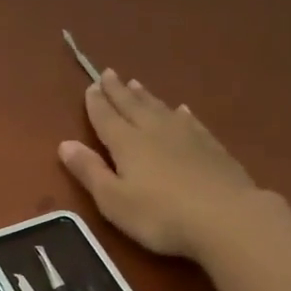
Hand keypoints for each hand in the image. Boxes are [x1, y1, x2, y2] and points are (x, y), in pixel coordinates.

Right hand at [59, 69, 266, 260]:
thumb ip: (90, 171)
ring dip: (146, 97)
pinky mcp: (211, 146)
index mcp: (127, 144)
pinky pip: (189, 121)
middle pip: (133, 106)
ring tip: (136, 84)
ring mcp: (187, 136)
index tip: (90, 87)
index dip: (96, 104)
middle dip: (118, 91)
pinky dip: (179, 113)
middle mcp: (155, 131)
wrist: (225, 216)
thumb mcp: (113, 200)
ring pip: (160, 109)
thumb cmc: (160, 215)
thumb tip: (65, 144)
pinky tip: (180, 110)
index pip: (106, 118)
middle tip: (109, 73)